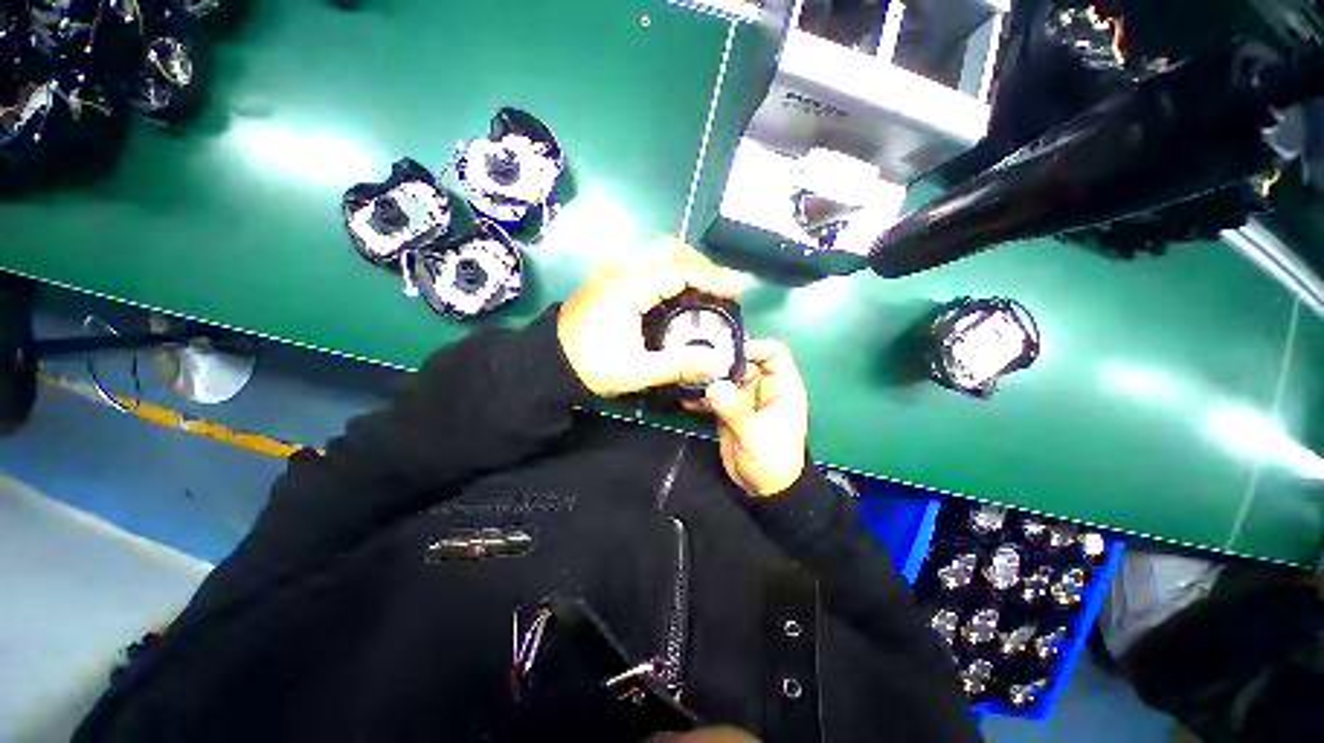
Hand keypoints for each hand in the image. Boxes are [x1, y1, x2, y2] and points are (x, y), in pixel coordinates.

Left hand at [558, 237, 744, 396]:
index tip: (737, 289)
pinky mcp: (605, 280)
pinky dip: (665, 271)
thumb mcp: (637, 371)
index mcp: (631, 287)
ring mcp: (611, 272)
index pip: (681, 272)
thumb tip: (717, 362)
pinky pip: (643, 264)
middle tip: (719, 285)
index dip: (714, 279)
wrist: (547, 363)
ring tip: (702, 288)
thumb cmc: (591, 366)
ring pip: (654, 253)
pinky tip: (672, 294)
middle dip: (699, 262)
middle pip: (669, 249)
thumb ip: (679, 365)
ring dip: (682, 264)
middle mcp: (622, 270)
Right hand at [686, 339, 808, 496]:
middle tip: (696, 363)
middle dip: (721, 361)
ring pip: (725, 377)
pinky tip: (685, 398)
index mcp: (782, 387)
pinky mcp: (728, 410)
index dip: (752, 347)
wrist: (764, 491)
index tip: (725, 351)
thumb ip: (736, 411)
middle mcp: (763, 387)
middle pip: (743, 362)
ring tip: (686, 378)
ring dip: (708, 377)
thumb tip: (714, 387)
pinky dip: (701, 395)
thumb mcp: (756, 436)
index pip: (773, 352)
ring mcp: (744, 398)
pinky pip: (714, 395)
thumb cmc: (773, 462)